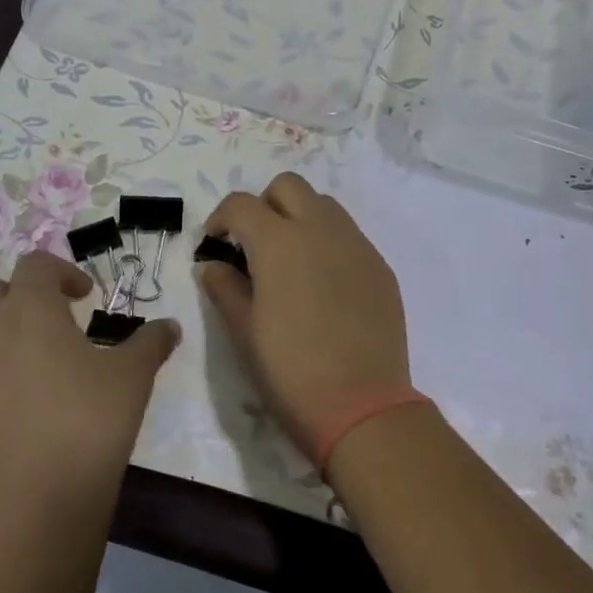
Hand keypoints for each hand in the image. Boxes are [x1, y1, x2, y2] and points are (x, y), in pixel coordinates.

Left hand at [0, 251, 177, 525]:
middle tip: (53, 321)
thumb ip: (151, 342)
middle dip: (19, 294)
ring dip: (2, 336)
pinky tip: (20, 410)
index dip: (62, 271)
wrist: (35, 503)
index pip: (35, 265)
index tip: (85, 296)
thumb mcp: (133, 377)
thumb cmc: (89, 422)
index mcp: (29, 311)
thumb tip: (170, 326)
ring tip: (39, 370)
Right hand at [199, 173, 412, 466]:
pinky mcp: (380, 266)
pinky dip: (328, 242)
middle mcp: (320, 229)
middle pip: (288, 186)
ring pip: (324, 205)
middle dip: (264, 205)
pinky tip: (324, 285)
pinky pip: (349, 235)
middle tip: (254, 244)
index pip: (241, 203)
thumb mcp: (243, 332)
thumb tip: (212, 265)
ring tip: (290, 261)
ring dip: (300, 217)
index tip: (216, 244)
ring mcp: (357, 245)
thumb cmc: (290, 371)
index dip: (221, 218)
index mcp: (279, 242)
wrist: (362, 406)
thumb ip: (224, 288)